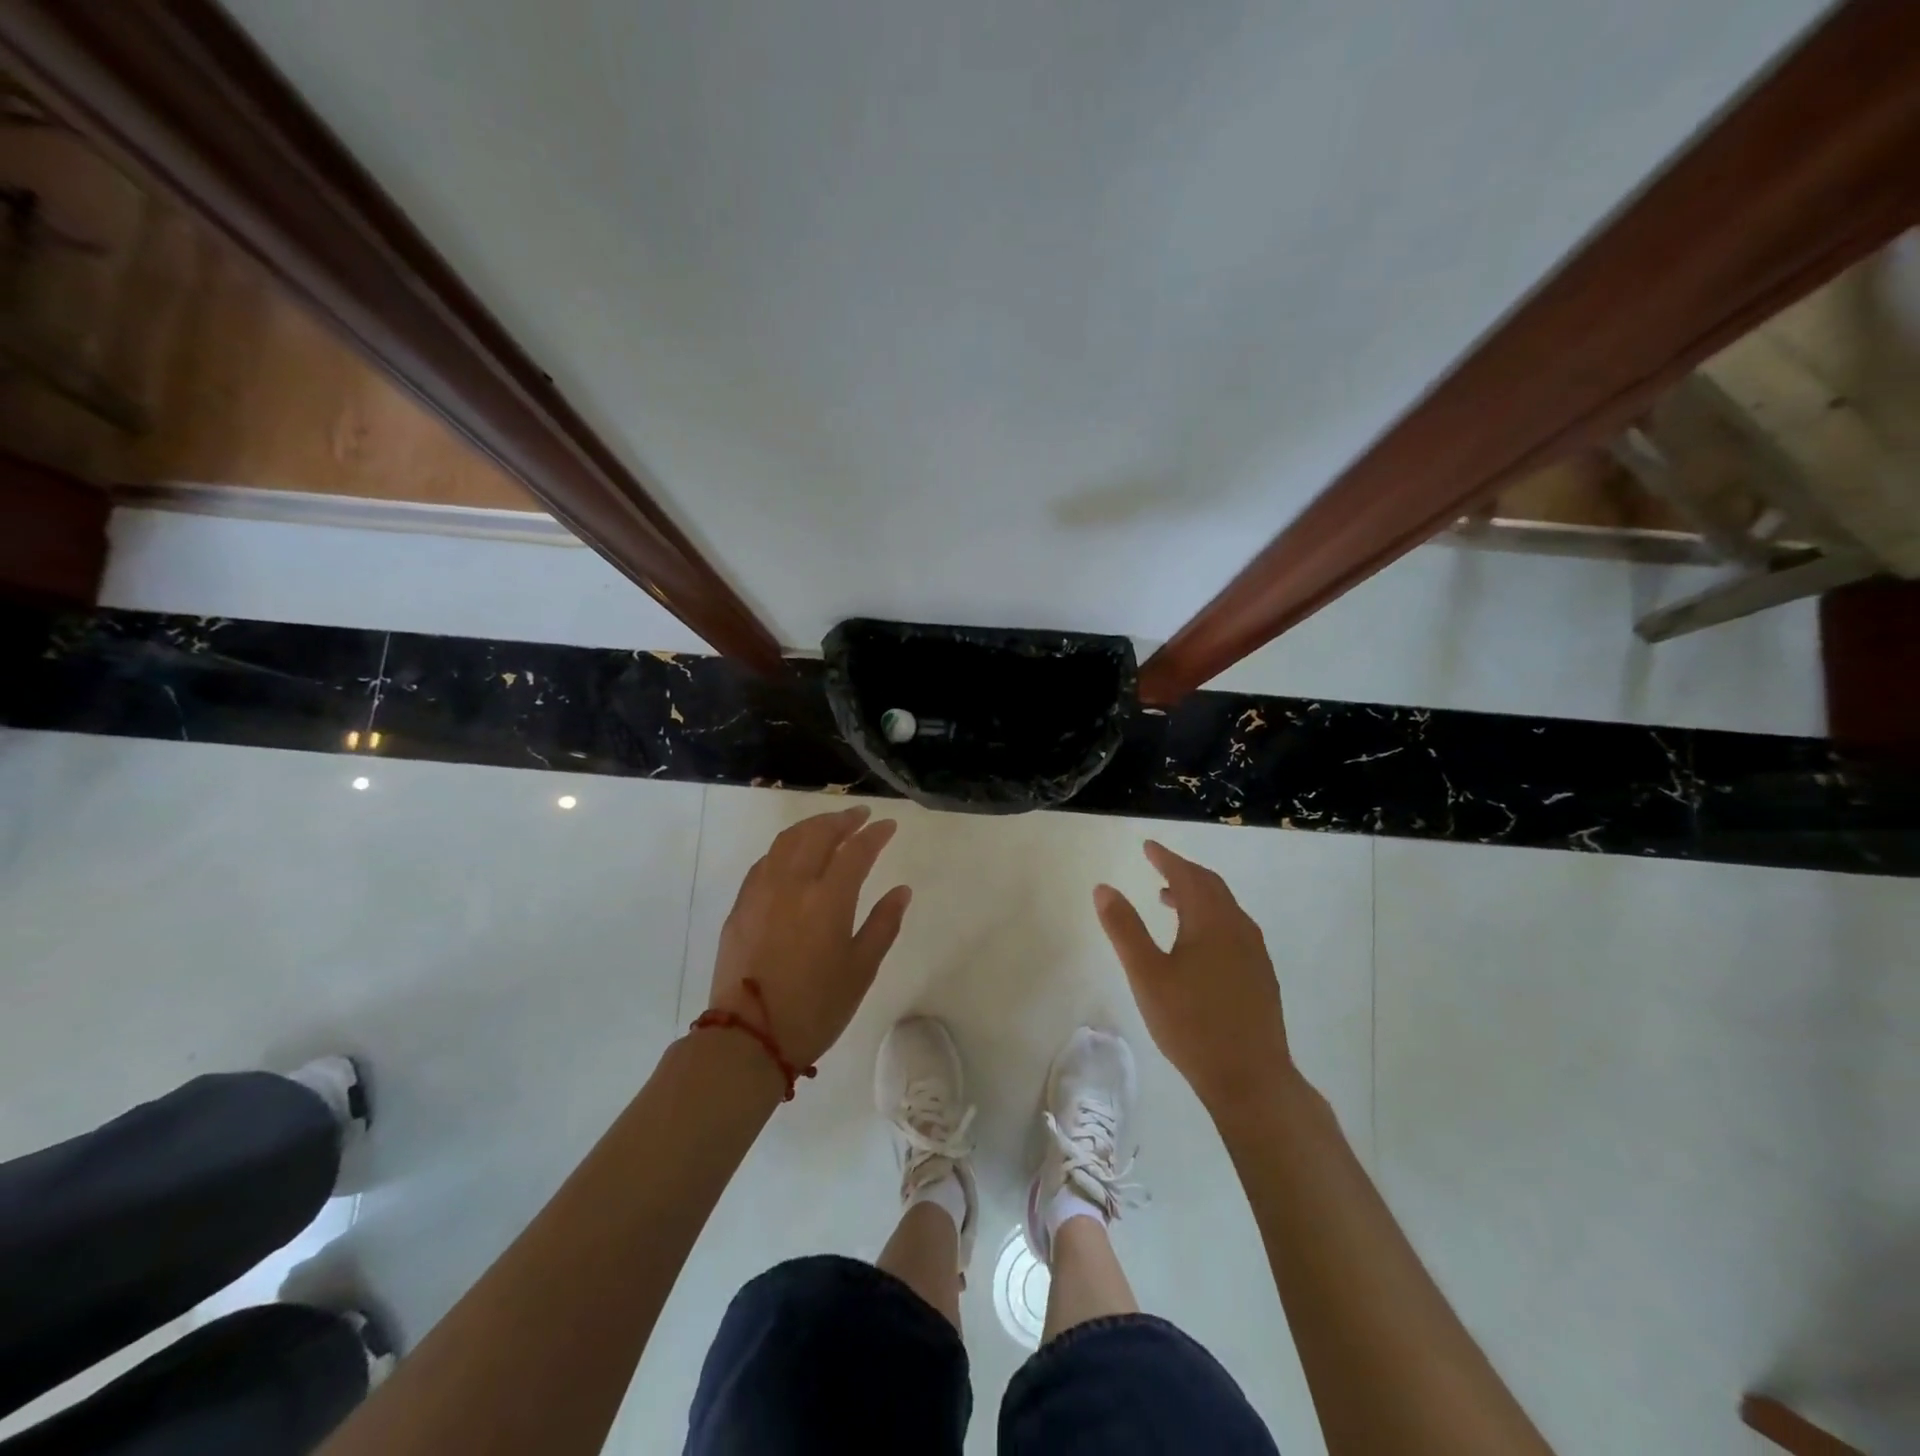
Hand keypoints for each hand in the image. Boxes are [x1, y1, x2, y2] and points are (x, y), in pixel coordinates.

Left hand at [708, 806, 910, 1068]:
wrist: (748, 1037)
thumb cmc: (815, 1008)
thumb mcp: (861, 970)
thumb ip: (883, 924)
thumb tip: (901, 891)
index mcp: (828, 899)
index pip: (856, 851)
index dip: (875, 834)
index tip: (889, 826)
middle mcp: (792, 884)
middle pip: (818, 834)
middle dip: (843, 819)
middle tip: (861, 815)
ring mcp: (761, 891)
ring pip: (787, 841)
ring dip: (812, 826)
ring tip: (829, 825)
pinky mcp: (741, 905)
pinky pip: (765, 860)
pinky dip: (785, 847)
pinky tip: (793, 854)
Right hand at [1094, 840, 1291, 1113]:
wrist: (1251, 1078)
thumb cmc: (1191, 1023)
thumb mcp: (1146, 975)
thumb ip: (1124, 928)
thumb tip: (1103, 888)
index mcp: (1210, 921)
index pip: (1187, 875)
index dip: (1166, 858)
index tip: (1148, 846)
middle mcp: (1238, 928)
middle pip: (1211, 886)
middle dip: (1184, 872)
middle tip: (1159, 866)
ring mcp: (1255, 953)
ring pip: (1225, 908)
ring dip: (1198, 896)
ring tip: (1169, 901)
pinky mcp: (1261, 976)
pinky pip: (1234, 928)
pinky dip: (1212, 918)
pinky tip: (1198, 943)